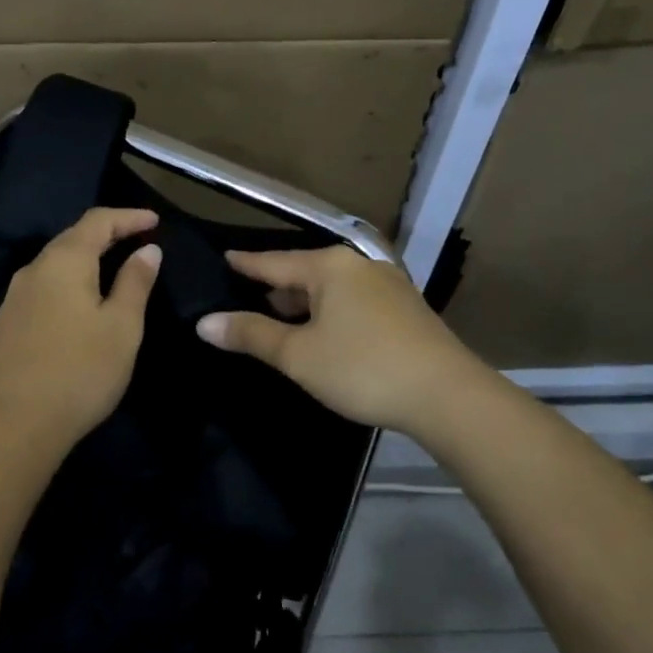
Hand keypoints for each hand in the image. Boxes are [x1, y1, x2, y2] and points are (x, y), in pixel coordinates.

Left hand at [0, 208, 161, 449]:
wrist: (15, 425)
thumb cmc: (80, 371)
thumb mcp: (122, 326)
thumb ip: (135, 282)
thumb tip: (147, 250)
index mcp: (64, 261)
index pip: (98, 221)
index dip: (128, 217)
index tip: (155, 220)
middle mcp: (34, 268)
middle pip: (73, 237)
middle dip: (108, 234)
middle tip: (138, 240)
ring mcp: (15, 296)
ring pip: (56, 263)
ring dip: (87, 258)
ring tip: (114, 268)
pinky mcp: (8, 322)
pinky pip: (45, 286)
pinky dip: (70, 281)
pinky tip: (81, 301)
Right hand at [195, 246, 489, 438]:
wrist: (447, 395)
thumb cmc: (363, 368)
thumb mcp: (299, 355)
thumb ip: (251, 335)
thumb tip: (204, 322)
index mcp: (329, 267)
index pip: (273, 262)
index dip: (246, 264)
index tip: (225, 257)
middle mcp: (359, 266)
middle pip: (304, 273)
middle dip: (276, 287)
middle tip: (246, 297)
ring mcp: (387, 285)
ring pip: (331, 289)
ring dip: (304, 303)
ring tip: (280, 318)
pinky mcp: (405, 309)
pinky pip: (353, 302)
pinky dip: (330, 312)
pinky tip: (324, 333)